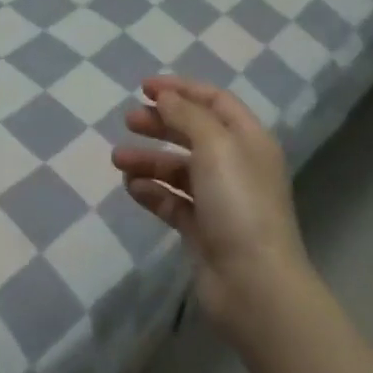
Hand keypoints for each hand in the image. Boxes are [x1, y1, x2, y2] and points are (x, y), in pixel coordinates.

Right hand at [113, 77, 309, 341]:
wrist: (254, 285)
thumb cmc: (238, 204)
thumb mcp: (215, 146)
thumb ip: (187, 115)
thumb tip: (165, 97)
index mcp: (248, 140)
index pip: (215, 101)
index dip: (181, 89)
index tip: (144, 87)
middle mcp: (236, 165)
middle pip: (194, 132)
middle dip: (160, 123)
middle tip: (127, 121)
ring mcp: (220, 200)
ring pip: (178, 168)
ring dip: (149, 160)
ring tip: (118, 160)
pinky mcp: (203, 230)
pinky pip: (173, 201)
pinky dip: (152, 191)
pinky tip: (132, 188)